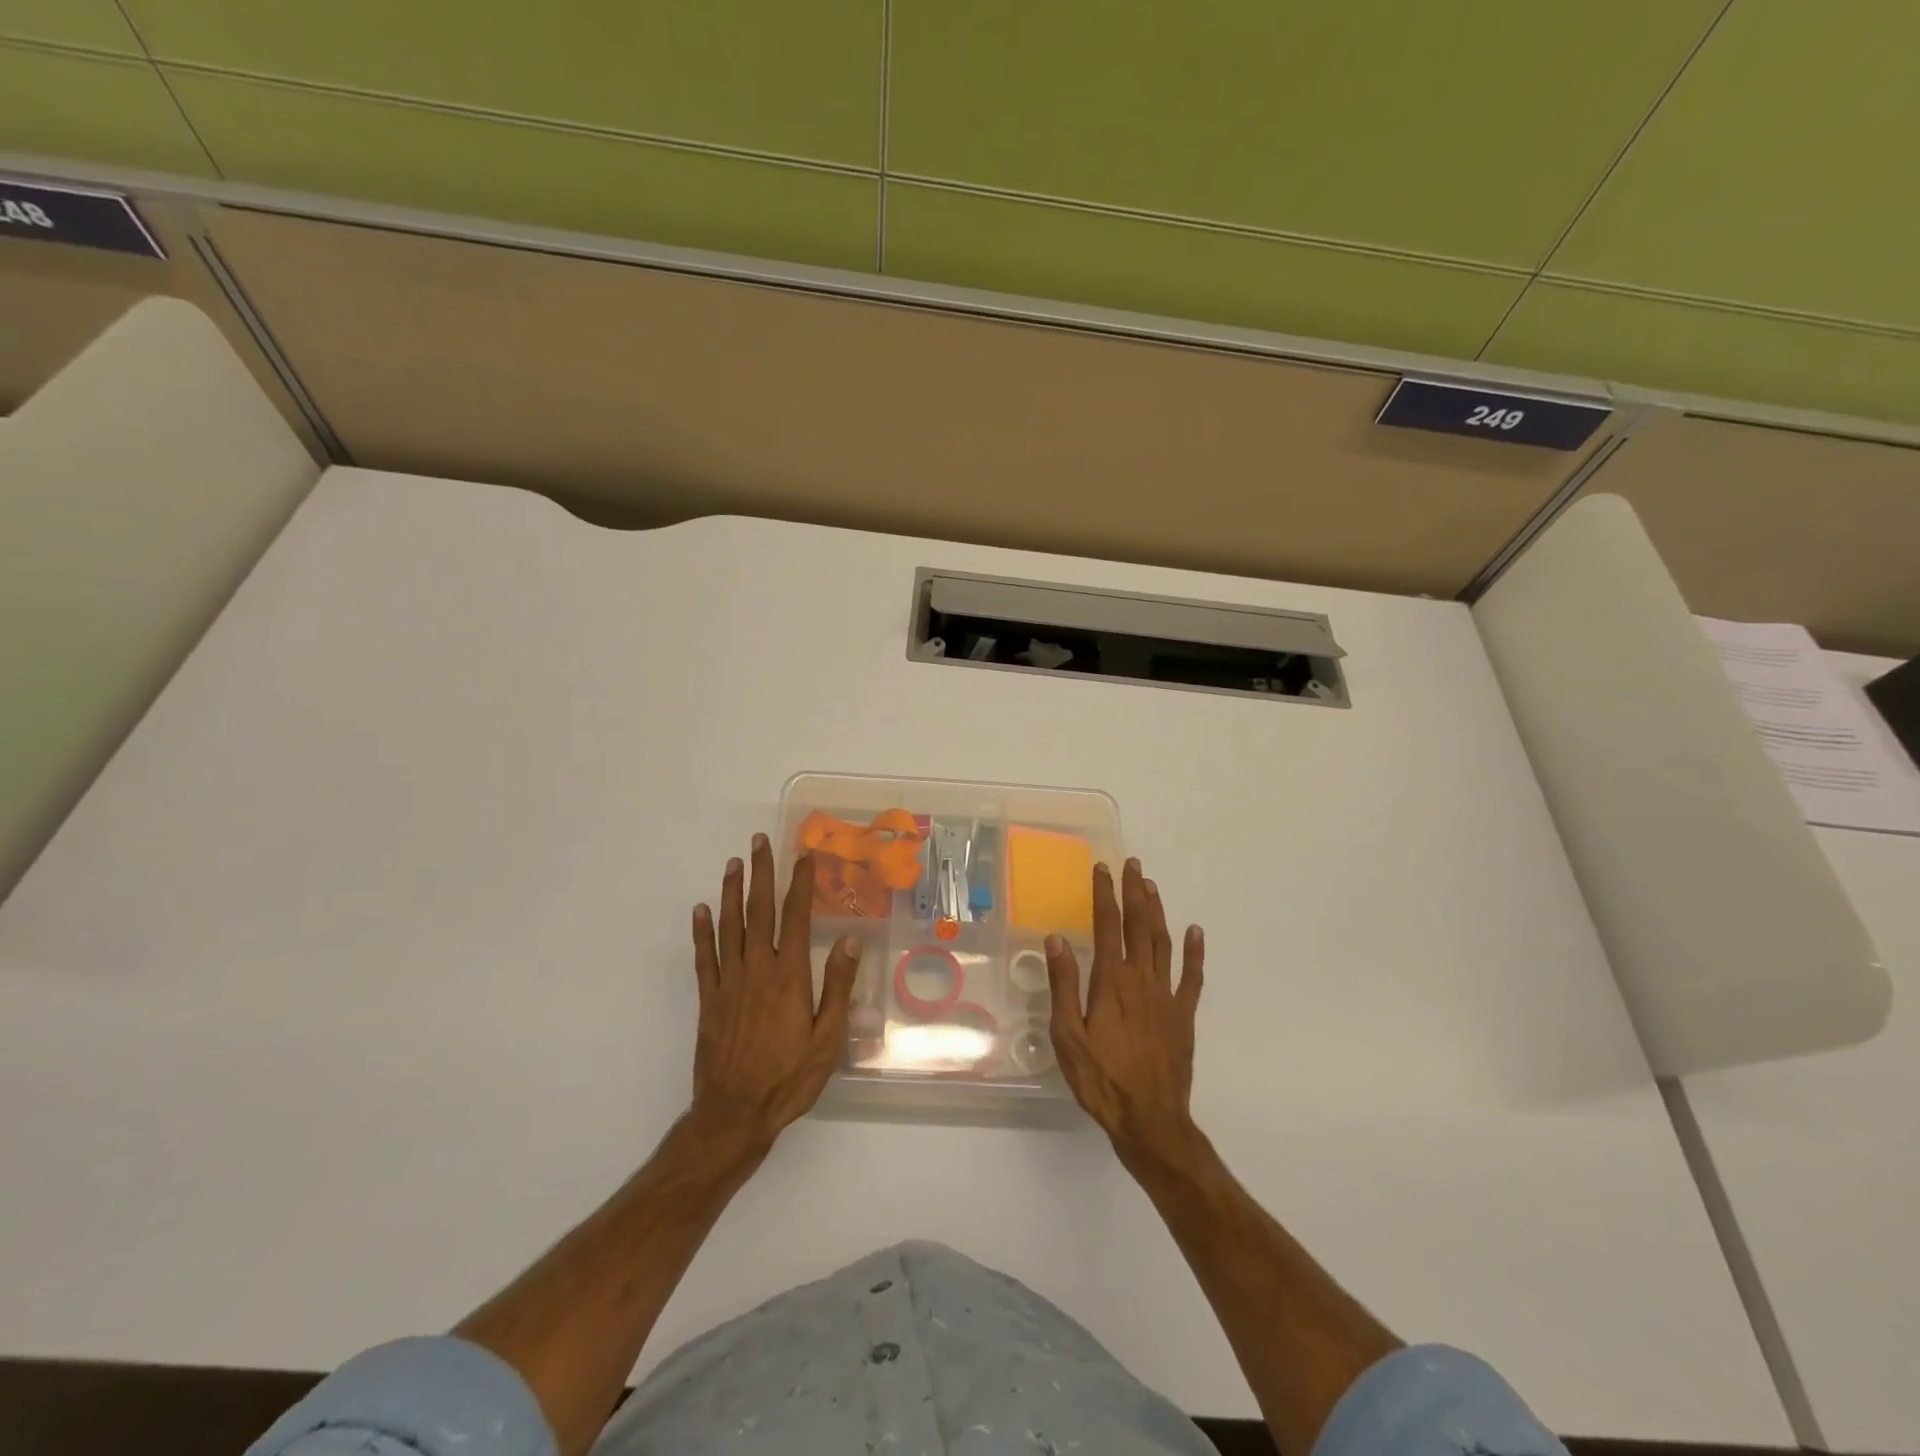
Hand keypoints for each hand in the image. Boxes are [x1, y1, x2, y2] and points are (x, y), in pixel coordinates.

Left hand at [690, 834, 861, 1148]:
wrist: (734, 1115)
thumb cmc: (790, 1079)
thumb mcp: (829, 1038)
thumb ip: (837, 986)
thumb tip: (849, 940)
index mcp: (789, 976)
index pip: (795, 917)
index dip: (800, 883)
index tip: (804, 856)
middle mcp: (757, 970)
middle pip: (759, 911)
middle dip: (762, 873)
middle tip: (759, 842)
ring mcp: (728, 983)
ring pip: (729, 926)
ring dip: (732, 892)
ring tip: (733, 863)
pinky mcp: (708, 1000)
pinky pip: (703, 958)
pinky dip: (702, 931)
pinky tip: (701, 910)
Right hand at [1045, 859, 1203, 1161]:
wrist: (1150, 1119)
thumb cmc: (1101, 1078)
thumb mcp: (1068, 1035)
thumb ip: (1064, 985)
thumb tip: (1056, 939)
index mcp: (1111, 981)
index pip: (1107, 925)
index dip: (1104, 894)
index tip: (1101, 869)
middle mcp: (1141, 979)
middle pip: (1138, 925)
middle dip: (1134, 892)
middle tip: (1132, 865)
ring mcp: (1167, 995)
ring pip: (1163, 942)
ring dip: (1157, 911)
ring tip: (1151, 886)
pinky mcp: (1184, 1015)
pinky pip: (1192, 976)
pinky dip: (1194, 951)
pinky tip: (1195, 932)